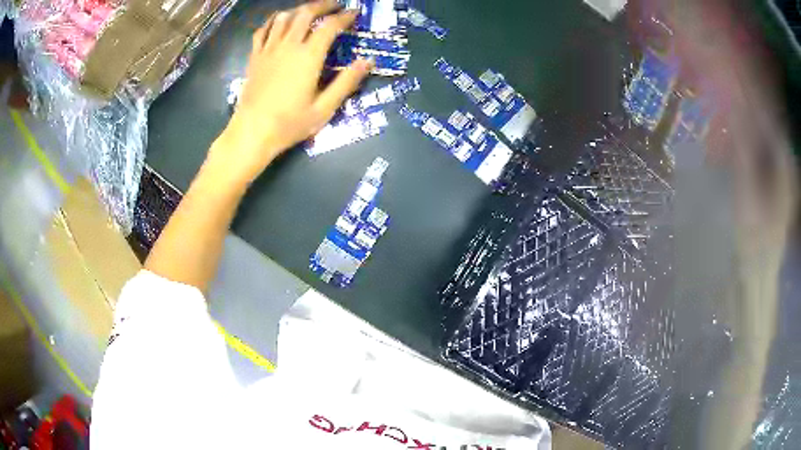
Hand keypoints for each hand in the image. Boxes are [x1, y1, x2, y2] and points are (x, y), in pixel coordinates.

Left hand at [208, 0, 372, 185]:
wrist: (252, 133)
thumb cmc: (289, 124)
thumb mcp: (324, 108)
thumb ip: (347, 82)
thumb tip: (368, 61)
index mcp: (308, 56)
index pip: (329, 26)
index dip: (344, 16)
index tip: (354, 13)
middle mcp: (288, 46)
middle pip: (305, 13)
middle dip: (323, 5)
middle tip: (335, 5)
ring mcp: (268, 49)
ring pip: (283, 17)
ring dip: (299, 9)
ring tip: (310, 11)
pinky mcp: (255, 57)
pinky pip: (262, 30)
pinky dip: (273, 21)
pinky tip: (279, 21)